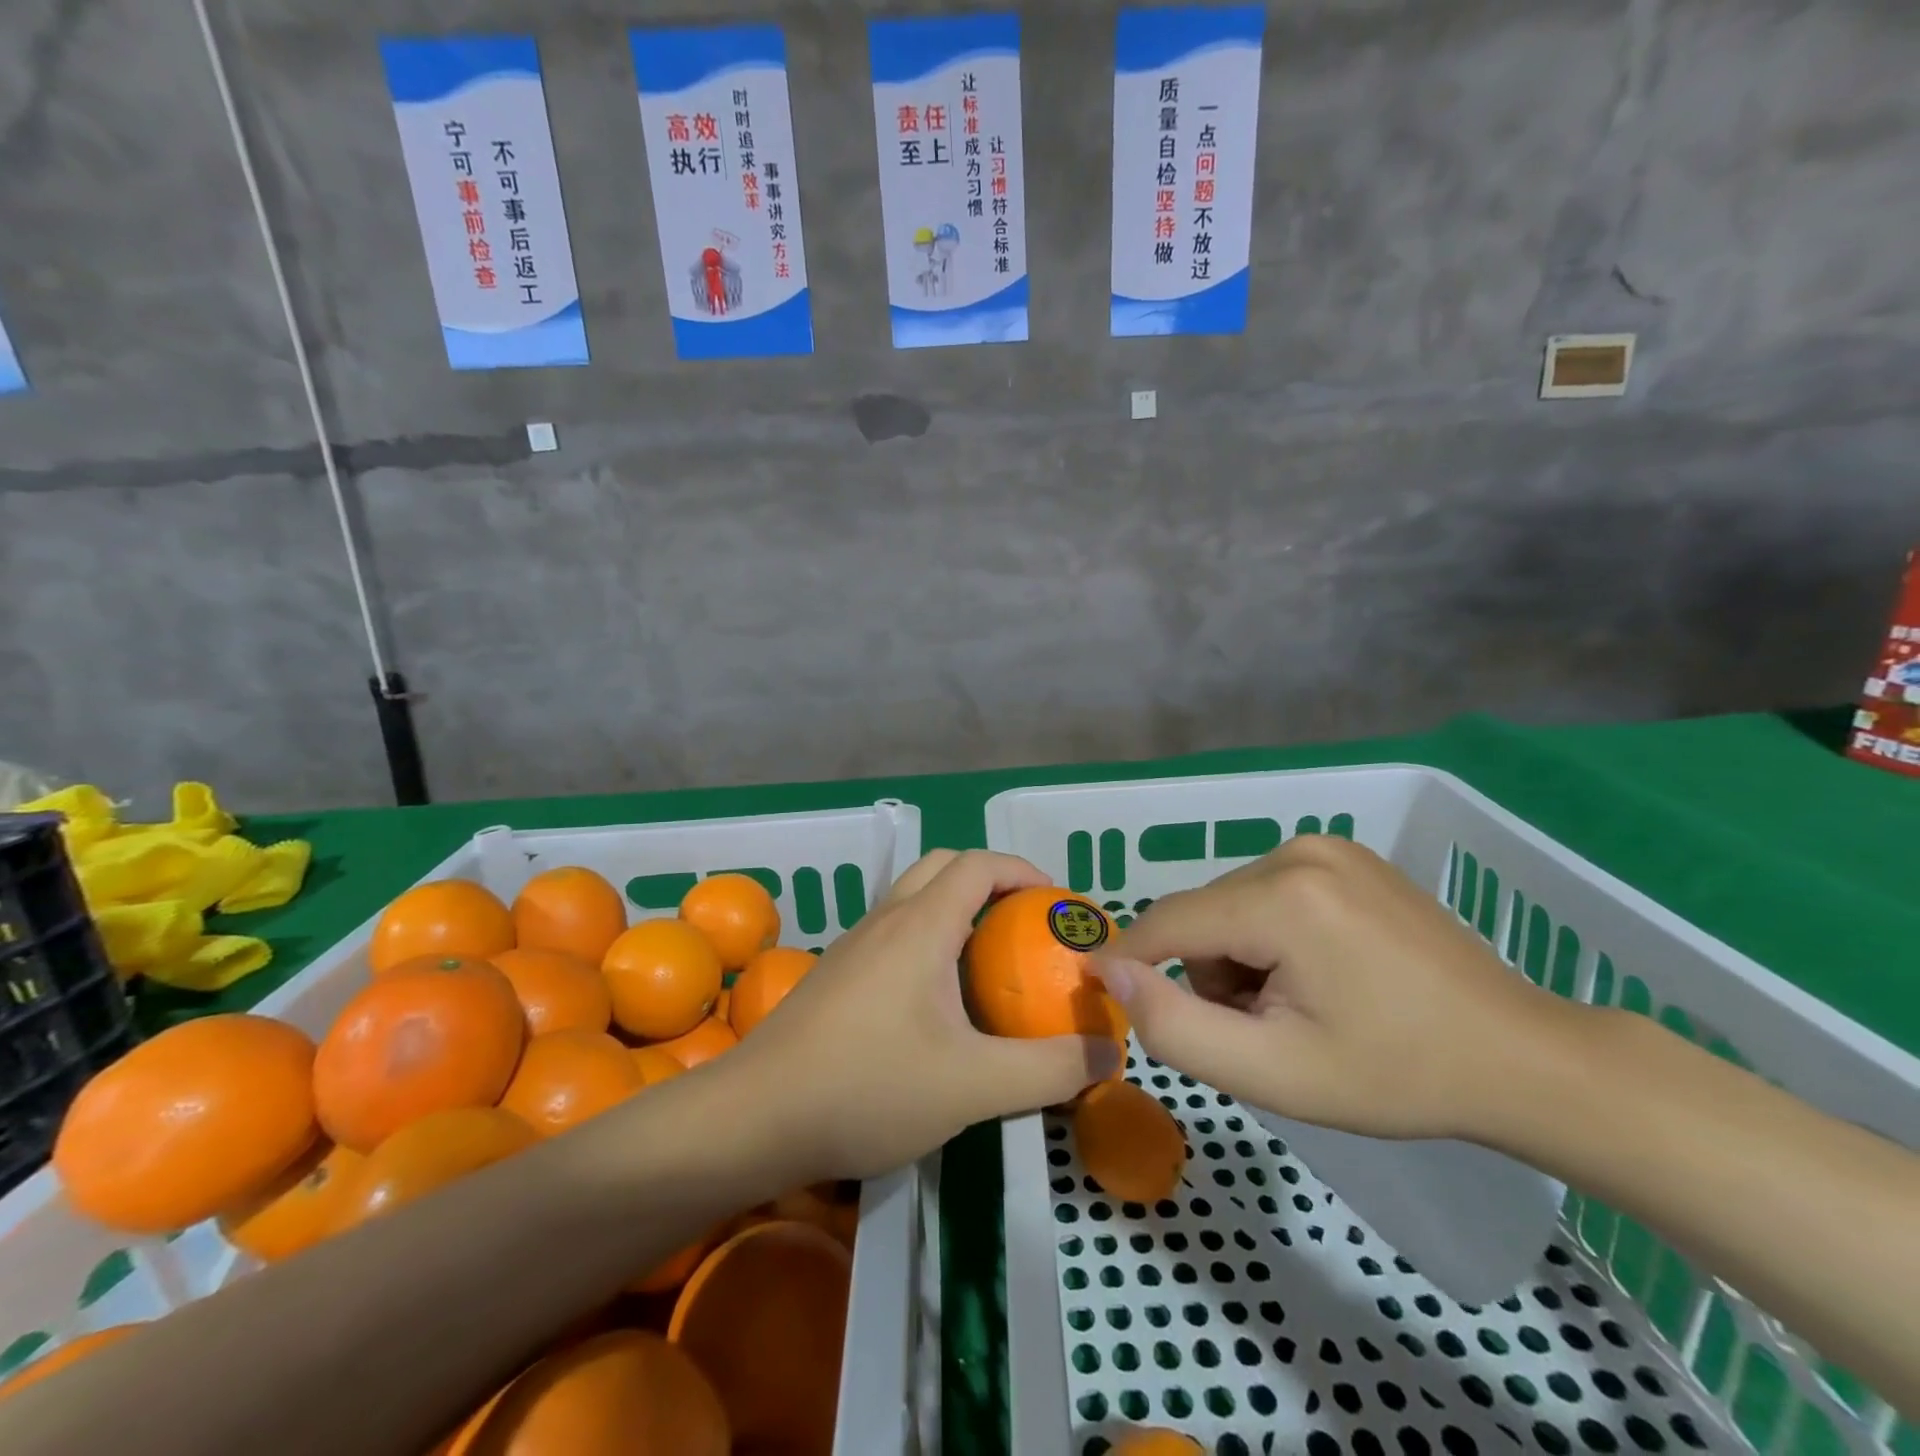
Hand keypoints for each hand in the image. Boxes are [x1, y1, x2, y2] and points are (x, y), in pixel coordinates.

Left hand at [733, 849, 1120, 1181]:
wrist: (753, 1118)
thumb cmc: (866, 1088)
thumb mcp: (973, 1086)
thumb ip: (1050, 1069)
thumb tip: (1111, 1054)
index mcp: (920, 925)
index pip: (978, 863)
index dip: (1024, 871)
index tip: (1058, 906)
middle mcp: (886, 920)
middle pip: (944, 867)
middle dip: (992, 882)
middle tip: (1026, 926)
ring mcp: (855, 945)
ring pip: (915, 899)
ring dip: (957, 910)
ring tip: (991, 962)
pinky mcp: (837, 974)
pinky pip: (895, 933)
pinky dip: (930, 939)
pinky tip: (939, 1002)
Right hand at [1094, 833, 1580, 1141]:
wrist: (1521, 1057)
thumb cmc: (1395, 1076)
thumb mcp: (1273, 1072)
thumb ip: (1175, 1025)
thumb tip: (1109, 971)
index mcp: (1282, 898)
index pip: (1169, 923)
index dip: (1129, 959)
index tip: (1100, 991)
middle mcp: (1297, 852)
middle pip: (1203, 915)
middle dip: (1208, 973)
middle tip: (1261, 1032)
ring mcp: (1326, 846)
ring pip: (1232, 903)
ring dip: (1238, 956)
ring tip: (1297, 1006)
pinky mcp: (1344, 855)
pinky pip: (1268, 892)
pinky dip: (1268, 935)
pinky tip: (1321, 974)